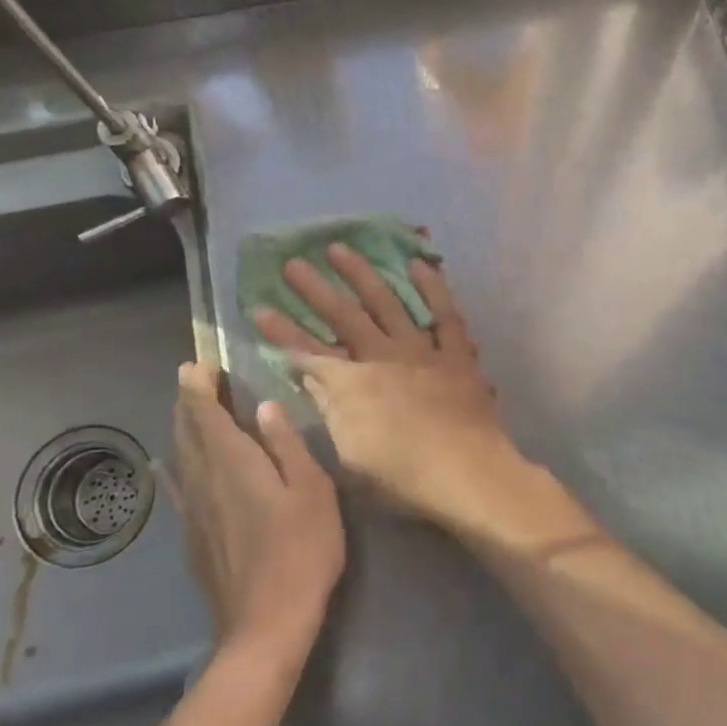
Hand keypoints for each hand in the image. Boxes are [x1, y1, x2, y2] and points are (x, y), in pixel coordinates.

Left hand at [171, 361, 345, 665]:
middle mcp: (203, 478)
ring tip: (188, 409)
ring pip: (179, 456)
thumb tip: (265, 406)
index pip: (204, 410)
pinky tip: (165, 466)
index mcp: (232, 461)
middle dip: (188, 399)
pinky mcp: (193, 536)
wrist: (267, 623)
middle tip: (195, 376)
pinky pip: (178, 488)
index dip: (199, 383)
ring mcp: (193, 510)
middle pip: (186, 429)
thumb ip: (286, 444)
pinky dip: (173, 467)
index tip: (202, 362)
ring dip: (182, 427)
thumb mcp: (311, 489)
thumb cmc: (301, 549)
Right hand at [252, 244, 522, 531]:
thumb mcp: (351, 453)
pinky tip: (418, 265)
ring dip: (362, 275)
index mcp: (353, 385)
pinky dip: (432, 288)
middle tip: (292, 262)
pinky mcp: (456, 354)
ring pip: (388, 303)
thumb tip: (310, 374)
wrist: (467, 474)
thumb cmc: (404, 476)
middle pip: (343, 317)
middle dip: (314, 290)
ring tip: (340, 249)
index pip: (308, 352)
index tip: (259, 309)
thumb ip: (330, 407)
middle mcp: (383, 357)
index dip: (282, 332)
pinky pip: (444, 314)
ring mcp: (421, 351)